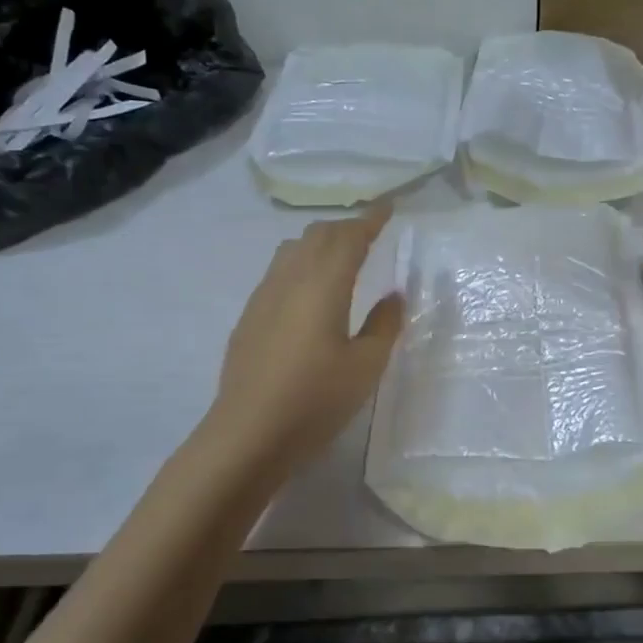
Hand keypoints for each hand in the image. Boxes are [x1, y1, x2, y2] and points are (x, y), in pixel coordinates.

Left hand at [207, 204, 403, 472]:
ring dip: (320, 243)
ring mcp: (263, 297)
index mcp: (323, 286)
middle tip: (370, 233)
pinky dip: (301, 263)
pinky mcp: (249, 317)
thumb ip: (384, 325)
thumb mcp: (365, 366)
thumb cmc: (316, 400)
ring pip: (292, 250)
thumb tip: (393, 295)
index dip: (370, 220)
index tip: (388, 207)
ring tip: (340, 255)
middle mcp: (289, 280)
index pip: (349, 238)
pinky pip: (278, 272)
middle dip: (345, 227)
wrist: (248, 434)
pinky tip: (309, 290)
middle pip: (317, 236)